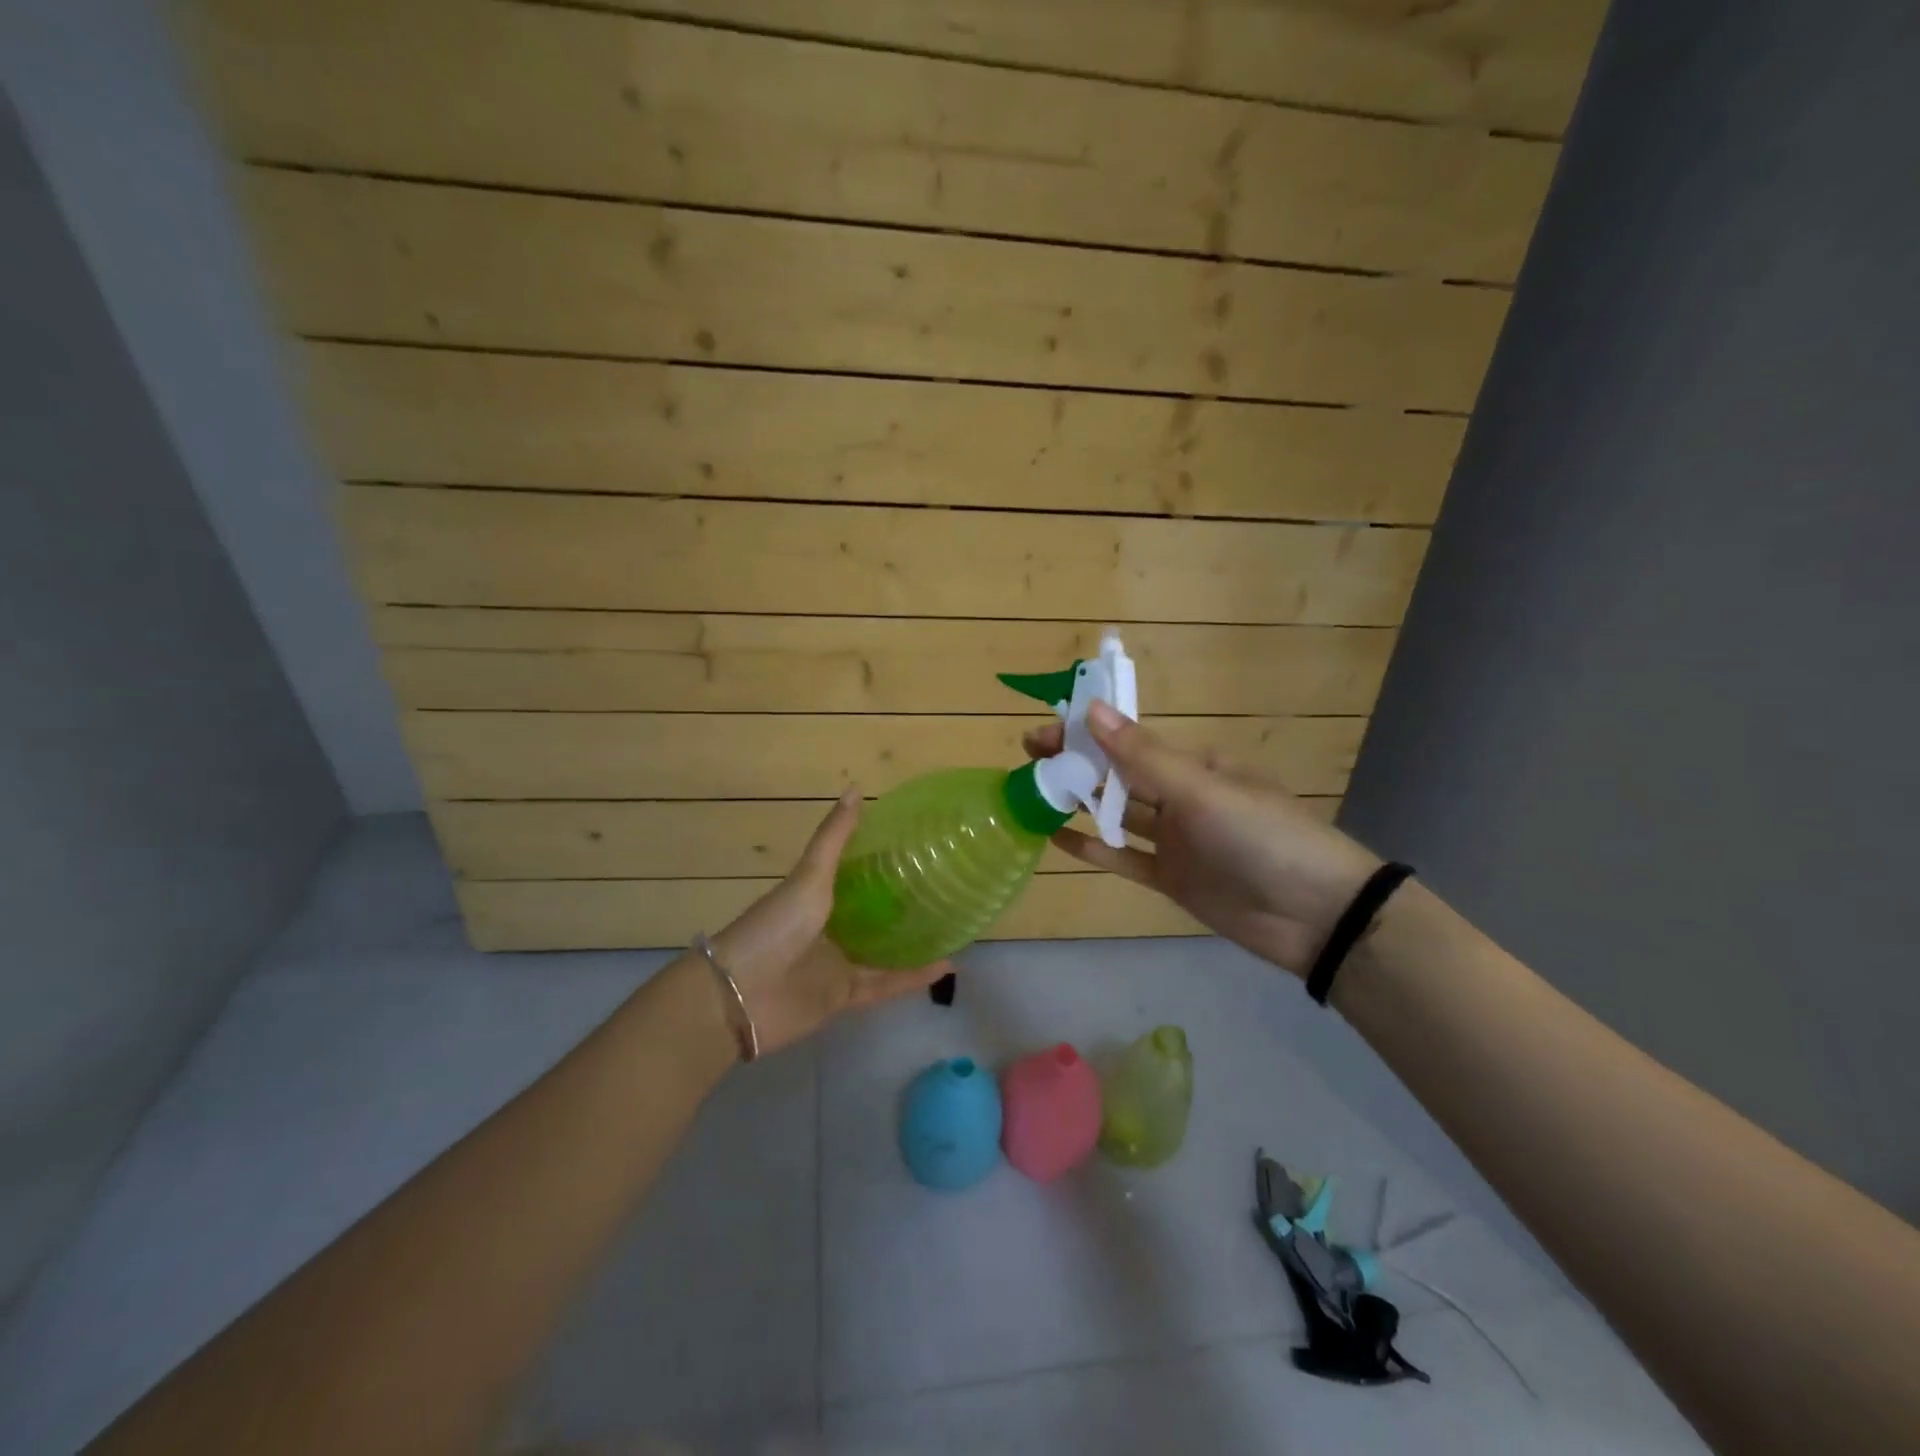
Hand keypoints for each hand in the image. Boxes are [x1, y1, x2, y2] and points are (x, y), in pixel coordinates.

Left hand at [709, 789, 950, 1054]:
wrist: (740, 995)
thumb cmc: (775, 926)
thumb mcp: (810, 877)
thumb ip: (834, 838)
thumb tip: (856, 788)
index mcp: (815, 897)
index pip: (853, 876)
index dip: (882, 863)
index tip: (918, 849)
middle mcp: (827, 928)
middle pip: (871, 915)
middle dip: (902, 904)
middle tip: (944, 887)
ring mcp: (835, 964)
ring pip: (883, 952)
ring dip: (913, 943)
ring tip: (953, 927)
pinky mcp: (844, 997)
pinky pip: (885, 985)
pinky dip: (913, 978)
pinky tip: (945, 967)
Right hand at [1025, 703, 1382, 976]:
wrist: (1317, 916)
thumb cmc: (1262, 836)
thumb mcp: (1202, 790)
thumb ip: (1142, 756)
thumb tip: (1092, 709)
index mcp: (1194, 765)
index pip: (1128, 741)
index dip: (1085, 733)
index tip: (1042, 731)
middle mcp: (1180, 796)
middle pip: (1117, 775)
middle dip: (1075, 765)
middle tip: (1027, 761)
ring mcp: (1174, 839)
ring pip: (1116, 815)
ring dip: (1079, 804)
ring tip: (1033, 795)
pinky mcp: (1171, 878)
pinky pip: (1124, 858)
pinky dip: (1093, 848)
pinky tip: (1057, 840)